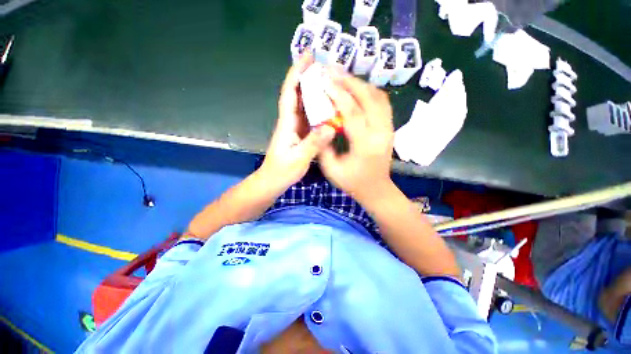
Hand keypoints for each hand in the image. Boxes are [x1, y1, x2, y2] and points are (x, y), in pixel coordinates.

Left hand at [260, 53, 335, 189]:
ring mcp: (295, 128)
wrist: (273, 181)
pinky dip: (317, 108)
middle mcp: (290, 121)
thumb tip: (331, 126)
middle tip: (323, 65)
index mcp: (287, 123)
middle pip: (297, 94)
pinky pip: (309, 117)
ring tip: (328, 81)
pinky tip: (327, 107)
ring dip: (313, 91)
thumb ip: (314, 143)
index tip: (307, 57)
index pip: (290, 93)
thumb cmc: (282, 171)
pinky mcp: (300, 135)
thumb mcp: (299, 158)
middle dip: (306, 77)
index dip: (296, 73)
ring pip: (303, 105)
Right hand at [319, 72, 394, 201]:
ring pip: (378, 96)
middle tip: (332, 71)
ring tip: (342, 77)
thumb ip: (323, 145)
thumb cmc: (352, 182)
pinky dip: (369, 91)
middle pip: (369, 98)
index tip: (324, 80)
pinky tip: (356, 89)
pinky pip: (382, 102)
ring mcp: (389, 128)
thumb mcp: (331, 168)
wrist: (376, 189)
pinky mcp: (390, 127)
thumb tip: (318, 122)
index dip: (338, 94)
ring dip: (359, 84)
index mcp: (366, 145)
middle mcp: (381, 132)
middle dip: (349, 81)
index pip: (353, 112)